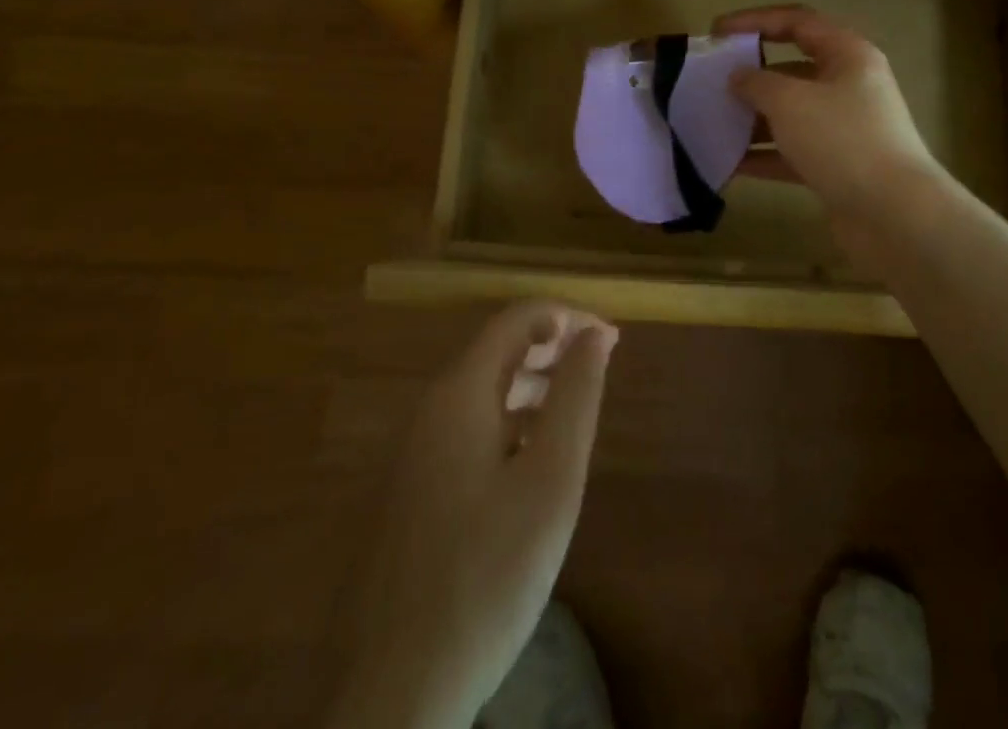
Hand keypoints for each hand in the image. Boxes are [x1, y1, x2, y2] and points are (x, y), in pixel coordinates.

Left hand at [338, 301, 618, 728]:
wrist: (394, 691)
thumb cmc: (487, 575)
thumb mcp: (551, 480)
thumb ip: (576, 396)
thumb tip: (595, 333)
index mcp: (459, 393)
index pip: (518, 318)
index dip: (569, 316)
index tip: (613, 339)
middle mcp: (428, 409)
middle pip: (497, 350)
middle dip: (553, 346)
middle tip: (601, 368)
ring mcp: (412, 452)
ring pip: (481, 391)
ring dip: (532, 383)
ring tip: (576, 407)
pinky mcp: (410, 491)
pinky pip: (467, 429)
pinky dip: (508, 421)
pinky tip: (532, 460)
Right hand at [713, 4, 944, 235]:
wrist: (894, 215)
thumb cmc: (842, 140)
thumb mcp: (790, 102)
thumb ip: (757, 83)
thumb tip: (738, 77)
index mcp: (847, 55)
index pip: (797, 22)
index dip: (755, 21)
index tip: (717, 32)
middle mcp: (849, 85)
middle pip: (792, 68)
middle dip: (751, 74)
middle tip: (711, 81)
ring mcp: (845, 128)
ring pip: (791, 113)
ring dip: (753, 117)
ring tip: (712, 122)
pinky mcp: (838, 166)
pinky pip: (793, 150)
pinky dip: (764, 154)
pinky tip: (729, 162)